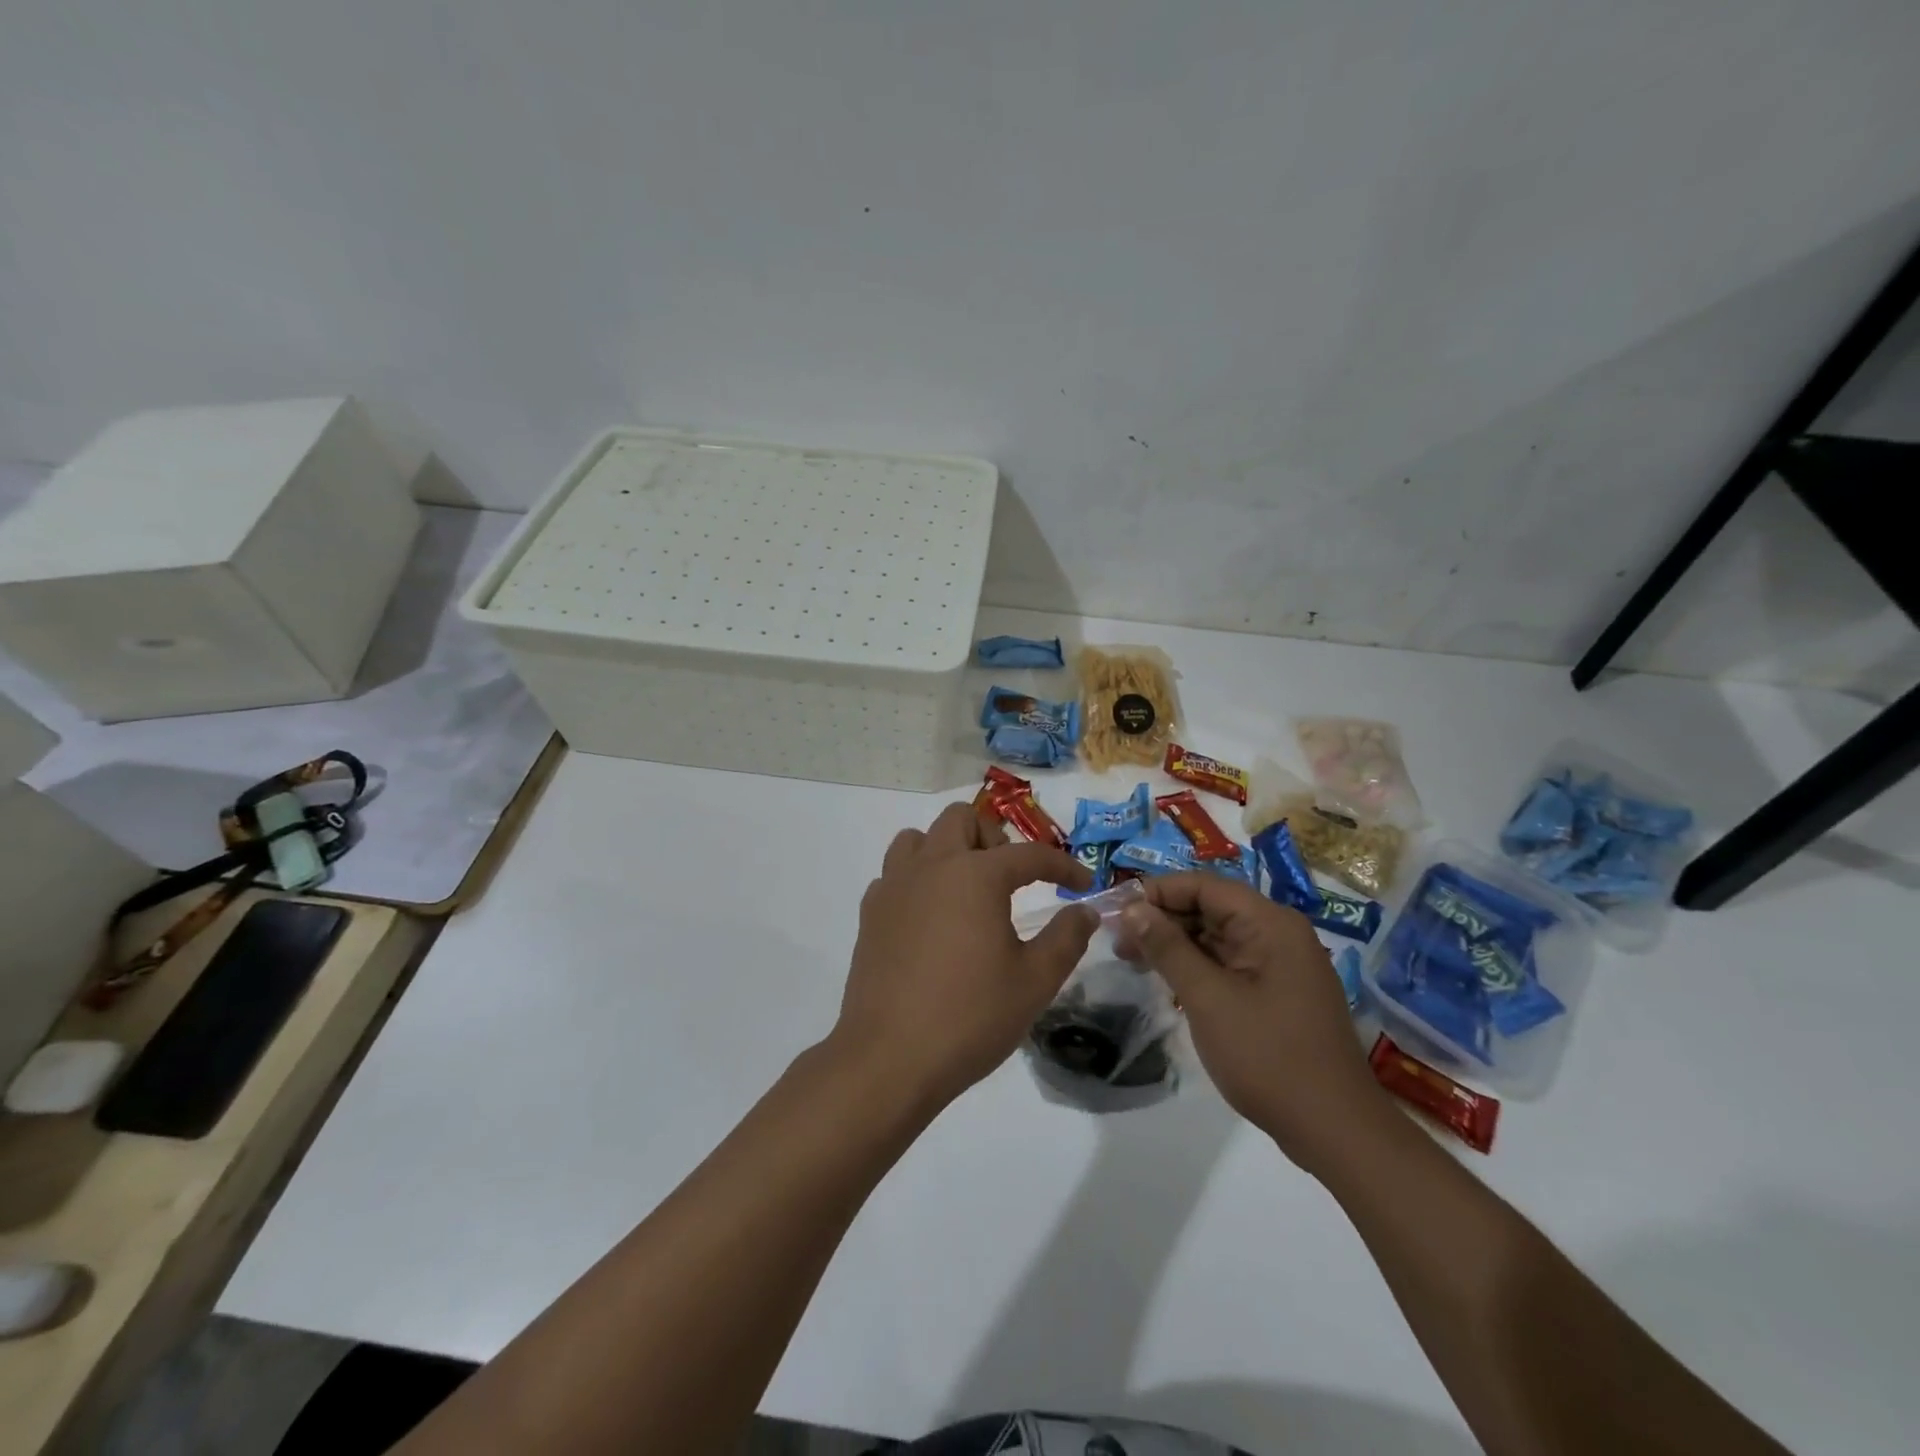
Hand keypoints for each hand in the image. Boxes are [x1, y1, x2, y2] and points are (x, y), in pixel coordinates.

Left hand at [826, 803, 1096, 1110]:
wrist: (889, 1058)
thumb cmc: (970, 1017)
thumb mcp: (1034, 981)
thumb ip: (1066, 938)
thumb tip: (1085, 911)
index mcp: (975, 875)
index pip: (1029, 854)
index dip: (1063, 865)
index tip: (1083, 884)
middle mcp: (932, 866)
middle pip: (962, 819)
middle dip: (995, 839)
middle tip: (1013, 879)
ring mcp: (894, 886)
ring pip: (919, 838)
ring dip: (948, 849)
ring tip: (967, 890)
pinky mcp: (870, 912)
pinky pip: (895, 873)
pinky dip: (917, 879)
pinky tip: (931, 917)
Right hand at [1116, 874, 1388, 1171]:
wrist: (1335, 1130)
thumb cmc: (1268, 1057)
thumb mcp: (1208, 998)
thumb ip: (1168, 948)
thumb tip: (1132, 908)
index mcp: (1270, 923)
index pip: (1204, 886)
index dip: (1157, 892)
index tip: (1117, 912)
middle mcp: (1279, 933)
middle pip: (1211, 908)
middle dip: (1162, 920)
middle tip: (1118, 942)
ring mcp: (1281, 964)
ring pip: (1217, 937)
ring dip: (1175, 944)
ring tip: (1132, 960)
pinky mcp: (1278, 992)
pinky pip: (1229, 963)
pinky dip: (1196, 966)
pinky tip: (1167, 980)